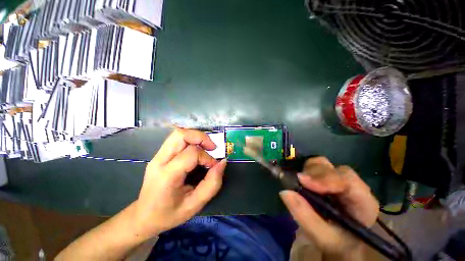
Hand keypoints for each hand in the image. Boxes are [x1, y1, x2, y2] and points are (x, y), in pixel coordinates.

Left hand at [133, 128, 226, 239]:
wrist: (143, 217)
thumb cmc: (169, 214)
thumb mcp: (195, 205)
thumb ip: (212, 183)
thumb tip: (222, 162)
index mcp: (167, 175)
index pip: (191, 153)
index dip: (207, 157)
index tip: (214, 166)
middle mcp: (159, 161)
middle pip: (181, 135)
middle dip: (201, 137)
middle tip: (212, 148)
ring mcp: (157, 156)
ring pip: (178, 134)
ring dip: (196, 137)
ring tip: (206, 147)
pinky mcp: (160, 155)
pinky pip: (177, 139)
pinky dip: (191, 140)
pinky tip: (197, 150)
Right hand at [280, 157, 378, 258]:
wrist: (340, 242)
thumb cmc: (337, 243)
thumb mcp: (324, 238)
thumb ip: (306, 217)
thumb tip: (285, 192)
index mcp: (362, 203)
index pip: (349, 182)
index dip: (325, 178)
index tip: (303, 182)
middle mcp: (353, 187)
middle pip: (334, 169)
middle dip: (315, 173)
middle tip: (299, 181)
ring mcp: (339, 180)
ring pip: (323, 164)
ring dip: (308, 171)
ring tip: (299, 183)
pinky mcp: (326, 179)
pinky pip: (315, 168)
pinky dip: (305, 171)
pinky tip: (301, 182)